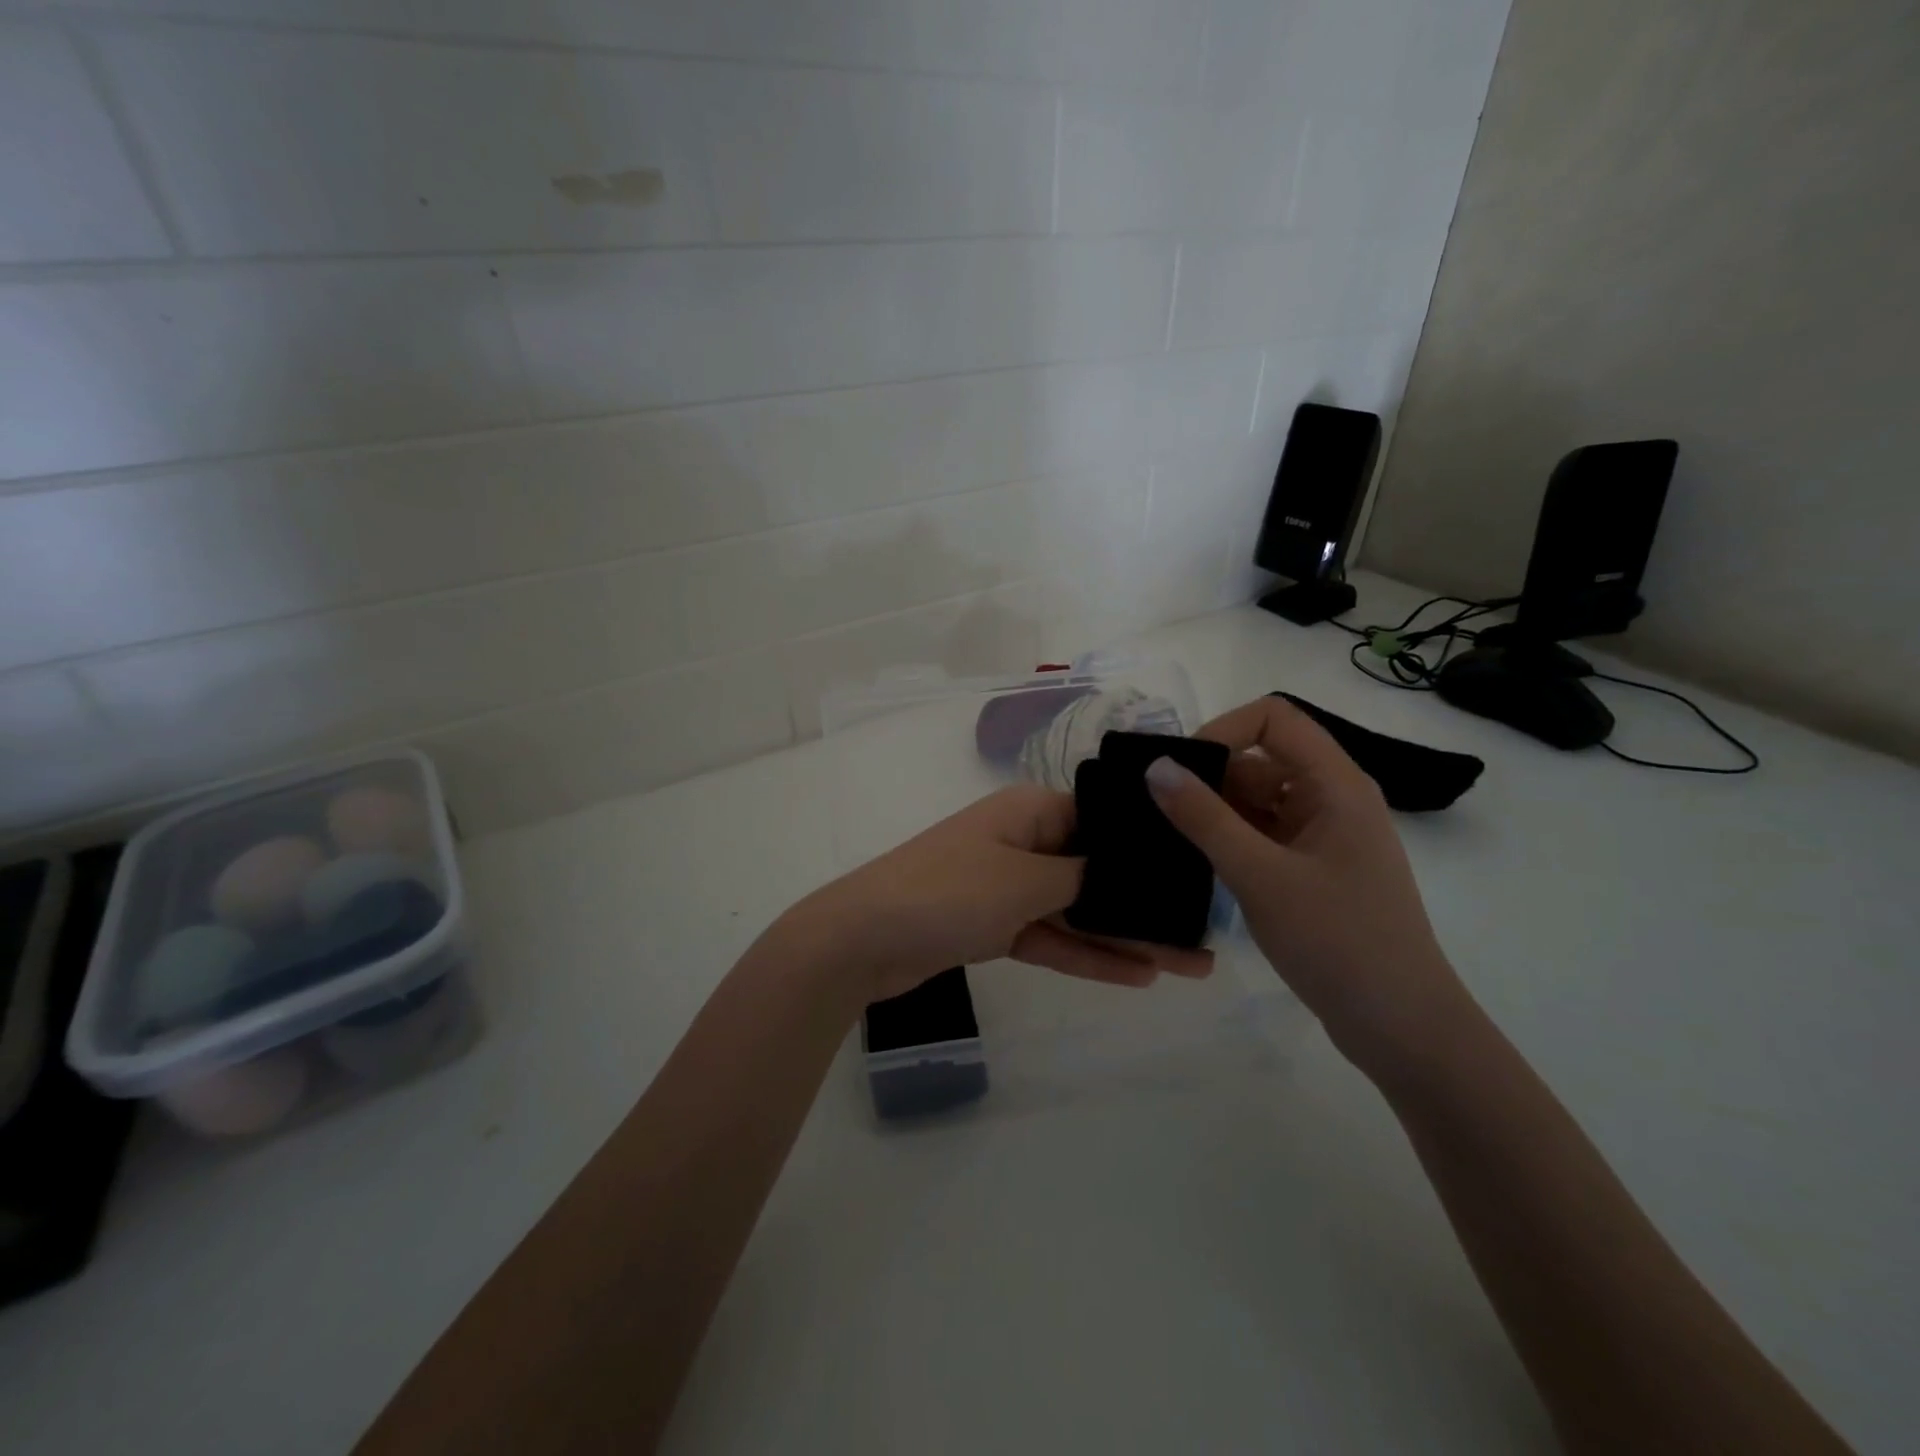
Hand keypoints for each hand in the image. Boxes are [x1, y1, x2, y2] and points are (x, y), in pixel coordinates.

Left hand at [787, 784, 1212, 1003]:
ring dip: (1124, 936)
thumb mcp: (1025, 881)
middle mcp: (1022, 841)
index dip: (1149, 848)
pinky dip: (1086, 955)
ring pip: (1077, 909)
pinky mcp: (993, 924)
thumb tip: (1126, 871)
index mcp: (1030, 811)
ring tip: (1187, 964)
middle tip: (1203, 934)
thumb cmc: (948, 893)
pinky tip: (1137, 976)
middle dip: (1145, 903)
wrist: (862, 940)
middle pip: (1095, 870)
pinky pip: (1050, 936)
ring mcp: (1007, 885)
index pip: (1103, 821)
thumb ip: (1083, 878)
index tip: (1198, 875)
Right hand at [1143, 696, 1469, 1068]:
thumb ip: (1204, 818)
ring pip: (1258, 800)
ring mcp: (1323, 837)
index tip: (1181, 770)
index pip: (1275, 718)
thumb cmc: (1337, 941)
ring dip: (1215, 811)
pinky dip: (1229, 840)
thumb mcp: (1260, 876)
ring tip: (1168, 837)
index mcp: (1336, 784)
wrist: (1400, 1027)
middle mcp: (1332, 799)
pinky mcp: (1312, 870)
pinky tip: (1195, 861)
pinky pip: (1262, 835)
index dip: (1223, 729)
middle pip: (1262, 759)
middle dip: (1209, 776)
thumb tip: (1155, 767)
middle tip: (1159, 809)